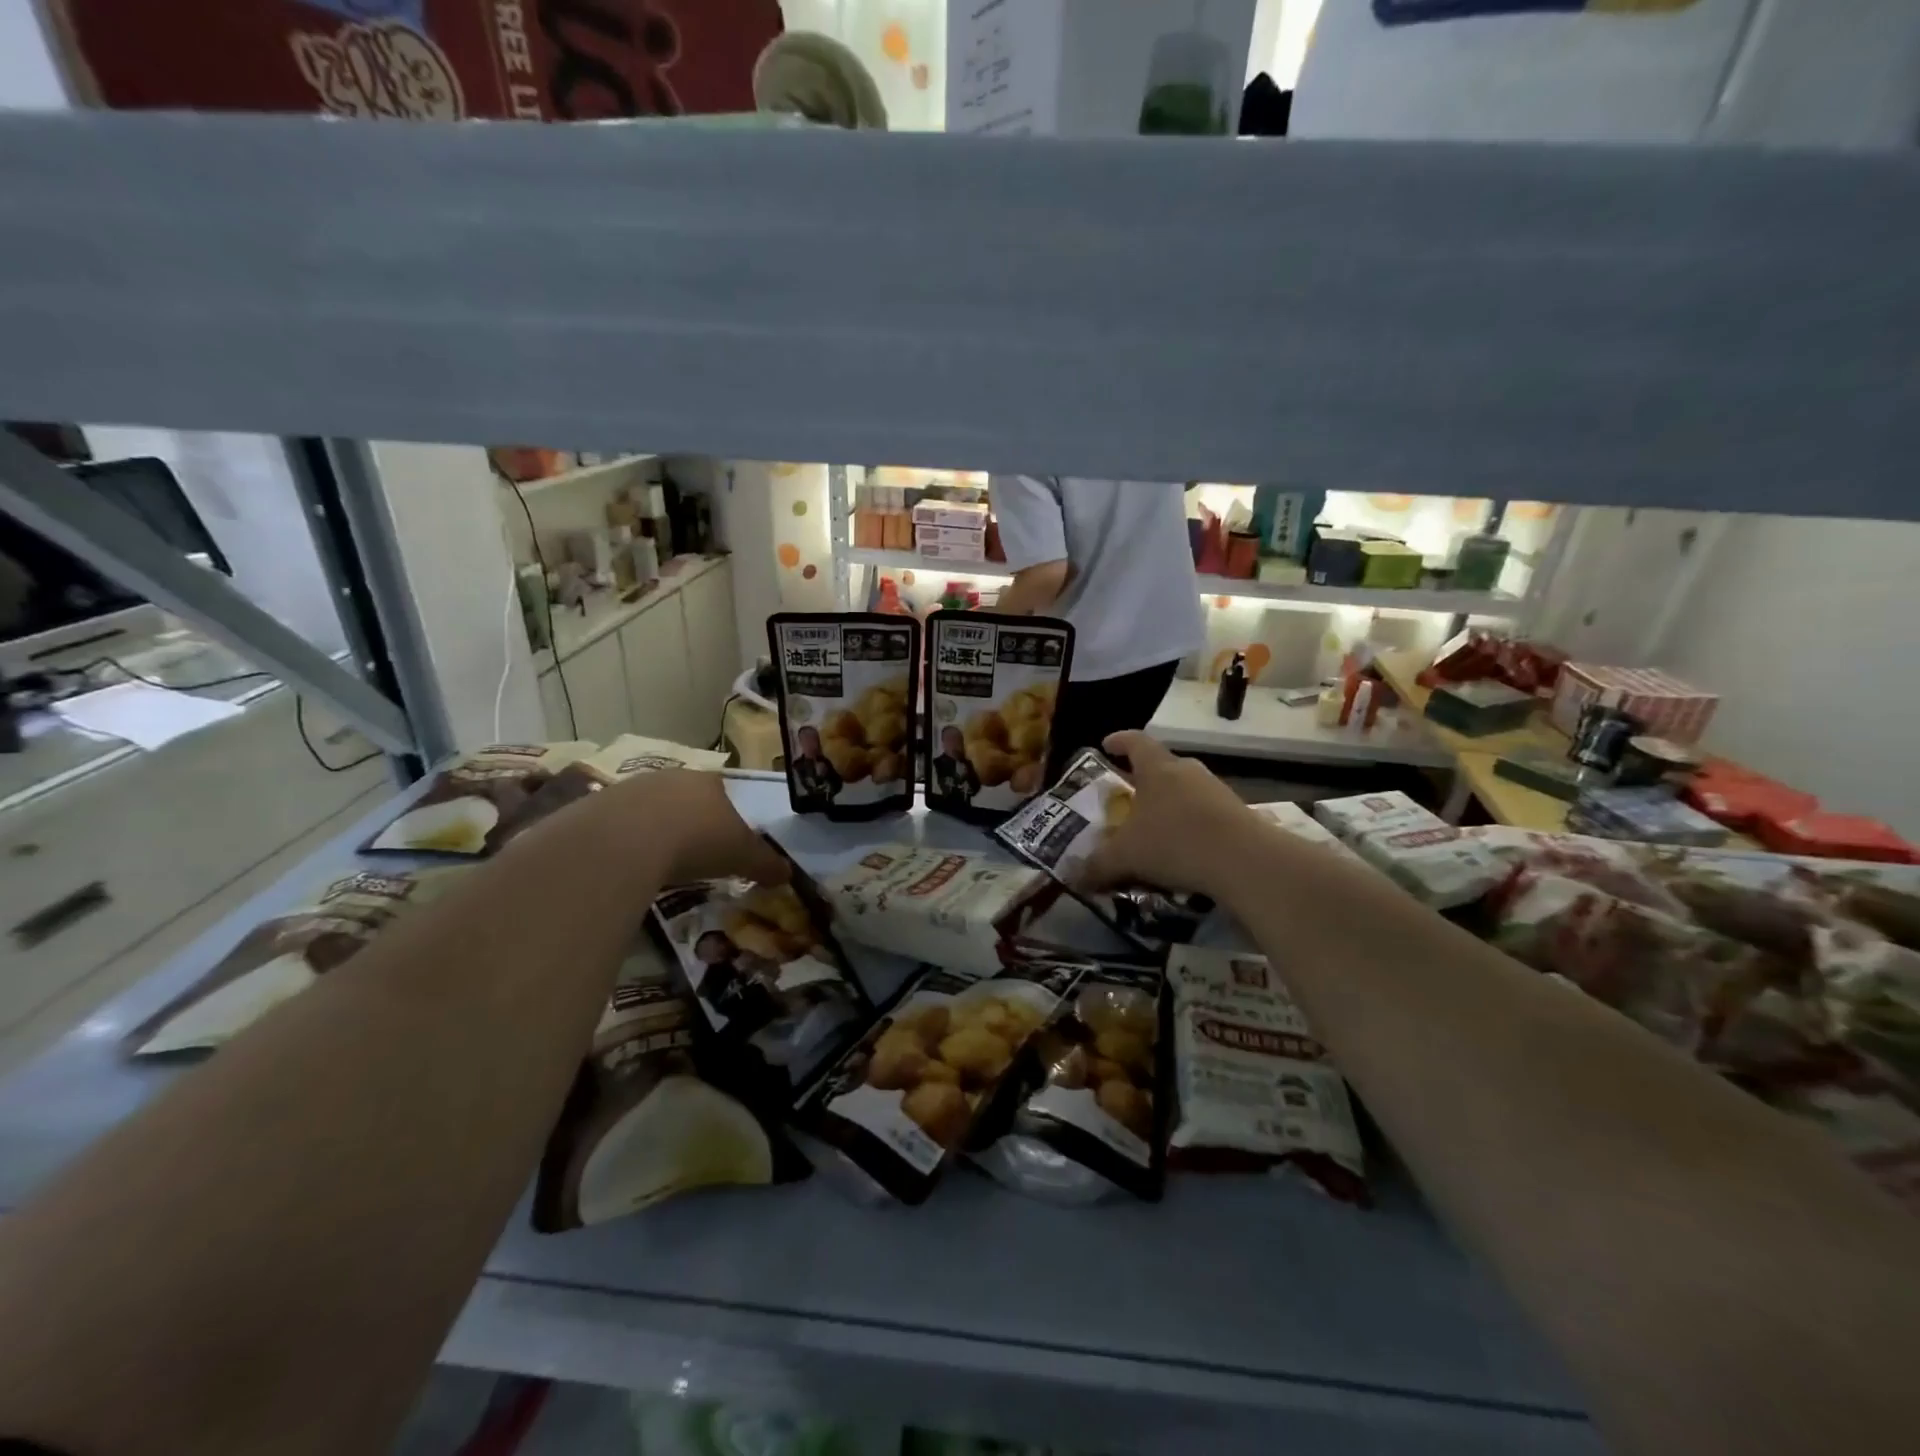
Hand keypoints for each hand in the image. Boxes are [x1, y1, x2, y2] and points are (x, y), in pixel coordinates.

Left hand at [569, 770, 792, 887]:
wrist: (628, 839)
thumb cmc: (698, 841)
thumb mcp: (742, 856)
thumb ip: (765, 863)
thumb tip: (788, 873)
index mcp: (712, 783)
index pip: (724, 793)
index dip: (726, 816)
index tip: (724, 842)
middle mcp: (674, 778)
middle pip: (686, 798)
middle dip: (690, 820)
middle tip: (692, 852)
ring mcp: (633, 788)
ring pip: (651, 808)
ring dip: (656, 829)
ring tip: (658, 861)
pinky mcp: (599, 805)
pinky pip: (619, 824)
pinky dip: (626, 841)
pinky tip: (628, 863)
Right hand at [1081, 732, 1269, 897]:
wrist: (1245, 861)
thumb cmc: (1175, 843)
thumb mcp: (1125, 857)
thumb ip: (1097, 865)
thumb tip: (1074, 876)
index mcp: (1157, 769)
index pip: (1135, 742)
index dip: (1119, 741)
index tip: (1106, 745)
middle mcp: (1188, 771)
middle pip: (1162, 766)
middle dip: (1143, 780)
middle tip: (1128, 798)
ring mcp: (1217, 791)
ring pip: (1185, 791)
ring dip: (1169, 805)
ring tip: (1155, 830)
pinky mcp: (1238, 814)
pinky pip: (1205, 814)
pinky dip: (1191, 826)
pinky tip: (1184, 852)